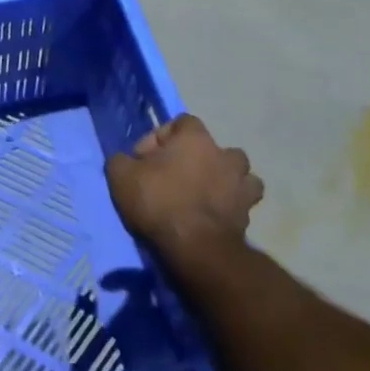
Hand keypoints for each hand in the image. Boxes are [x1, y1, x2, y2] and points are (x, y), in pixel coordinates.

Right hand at [106, 114, 262, 260]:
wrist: (195, 247)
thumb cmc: (158, 201)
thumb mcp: (121, 175)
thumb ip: (122, 160)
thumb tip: (127, 161)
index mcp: (196, 139)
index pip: (182, 122)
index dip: (161, 137)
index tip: (144, 159)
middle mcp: (224, 155)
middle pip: (213, 148)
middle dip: (196, 158)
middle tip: (174, 176)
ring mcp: (241, 186)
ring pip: (238, 174)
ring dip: (223, 180)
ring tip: (202, 194)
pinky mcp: (248, 215)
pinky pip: (242, 203)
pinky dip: (231, 206)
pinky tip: (213, 215)